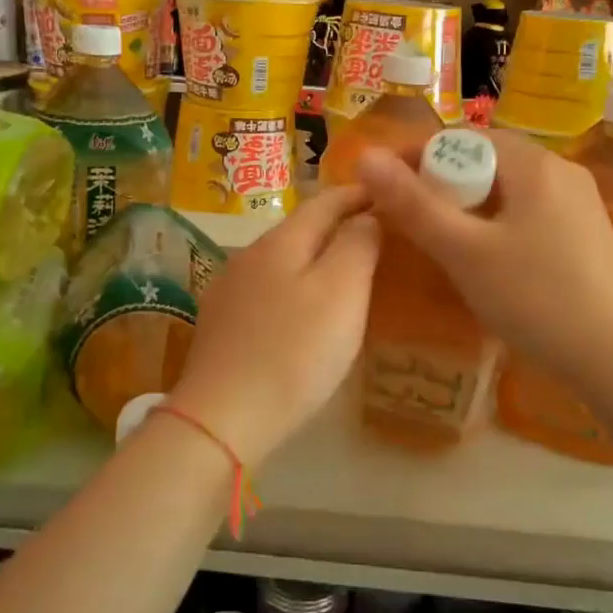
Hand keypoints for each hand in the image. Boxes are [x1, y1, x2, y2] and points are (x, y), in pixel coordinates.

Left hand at [167, 185, 379, 467]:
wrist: (222, 418)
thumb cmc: (293, 352)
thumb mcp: (341, 292)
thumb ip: (358, 244)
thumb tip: (367, 215)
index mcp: (281, 241)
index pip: (325, 200)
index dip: (359, 194)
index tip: (391, 196)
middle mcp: (250, 255)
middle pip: (301, 227)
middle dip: (339, 223)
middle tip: (378, 233)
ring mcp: (230, 289)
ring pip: (283, 258)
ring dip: (317, 256)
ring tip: (349, 270)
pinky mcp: (222, 323)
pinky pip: (269, 288)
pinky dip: (296, 286)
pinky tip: (306, 308)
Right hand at [353, 131, 612, 379]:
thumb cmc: (535, 298)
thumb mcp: (464, 251)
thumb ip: (413, 204)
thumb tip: (365, 157)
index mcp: (534, 164)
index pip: (462, 138)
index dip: (417, 156)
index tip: (385, 188)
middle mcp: (561, 171)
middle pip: (486, 161)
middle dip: (442, 182)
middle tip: (410, 219)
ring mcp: (578, 202)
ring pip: (507, 188)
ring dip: (468, 205)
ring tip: (441, 240)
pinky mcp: (585, 232)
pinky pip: (528, 210)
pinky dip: (496, 222)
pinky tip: (487, 258)